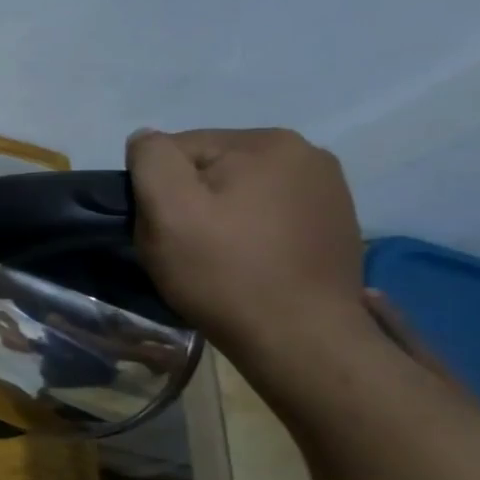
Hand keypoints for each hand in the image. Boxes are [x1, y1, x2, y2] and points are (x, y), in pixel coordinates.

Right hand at [128, 127, 364, 352]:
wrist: (300, 339)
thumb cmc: (223, 271)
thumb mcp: (167, 210)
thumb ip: (150, 160)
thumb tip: (145, 140)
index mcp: (266, 142)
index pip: (178, 149)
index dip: (157, 189)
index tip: (163, 229)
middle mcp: (306, 154)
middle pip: (210, 167)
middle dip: (190, 200)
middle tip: (185, 247)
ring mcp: (328, 189)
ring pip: (239, 190)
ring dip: (219, 216)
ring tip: (217, 257)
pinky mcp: (334, 222)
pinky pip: (269, 213)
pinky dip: (250, 231)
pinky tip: (249, 261)